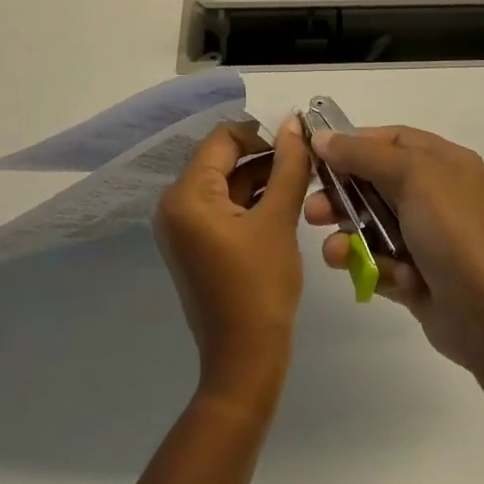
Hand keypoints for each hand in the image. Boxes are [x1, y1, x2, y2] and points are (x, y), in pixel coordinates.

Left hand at [154, 115, 313, 410]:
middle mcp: (176, 205)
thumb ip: (288, 166)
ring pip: (227, 182)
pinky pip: (224, 206)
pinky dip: (252, 199)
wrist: (245, 361)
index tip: (299, 138)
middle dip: (264, 155)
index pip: (223, 139)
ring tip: (304, 176)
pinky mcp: (197, 243)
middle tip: (307, 156)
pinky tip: (287, 200)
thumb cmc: (261, 287)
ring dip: (262, 176)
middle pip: (223, 159)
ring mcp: (184, 226)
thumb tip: (294, 122)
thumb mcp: (278, 220)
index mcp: (187, 196)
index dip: (262, 133)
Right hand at [304, 126, 483, 372]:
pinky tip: (360, 273)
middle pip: (374, 182)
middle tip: (312, 210)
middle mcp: (435, 194)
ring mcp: (426, 237)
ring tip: (333, 252)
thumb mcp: (413, 176)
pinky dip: (366, 266)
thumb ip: (364, 154)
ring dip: (347, 234)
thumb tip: (323, 136)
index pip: (390, 140)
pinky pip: (378, 261)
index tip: (313, 154)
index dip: (352, 143)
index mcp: (442, 162)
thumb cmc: (455, 232)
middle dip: (340, 194)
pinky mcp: (415, 276)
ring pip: (370, 224)